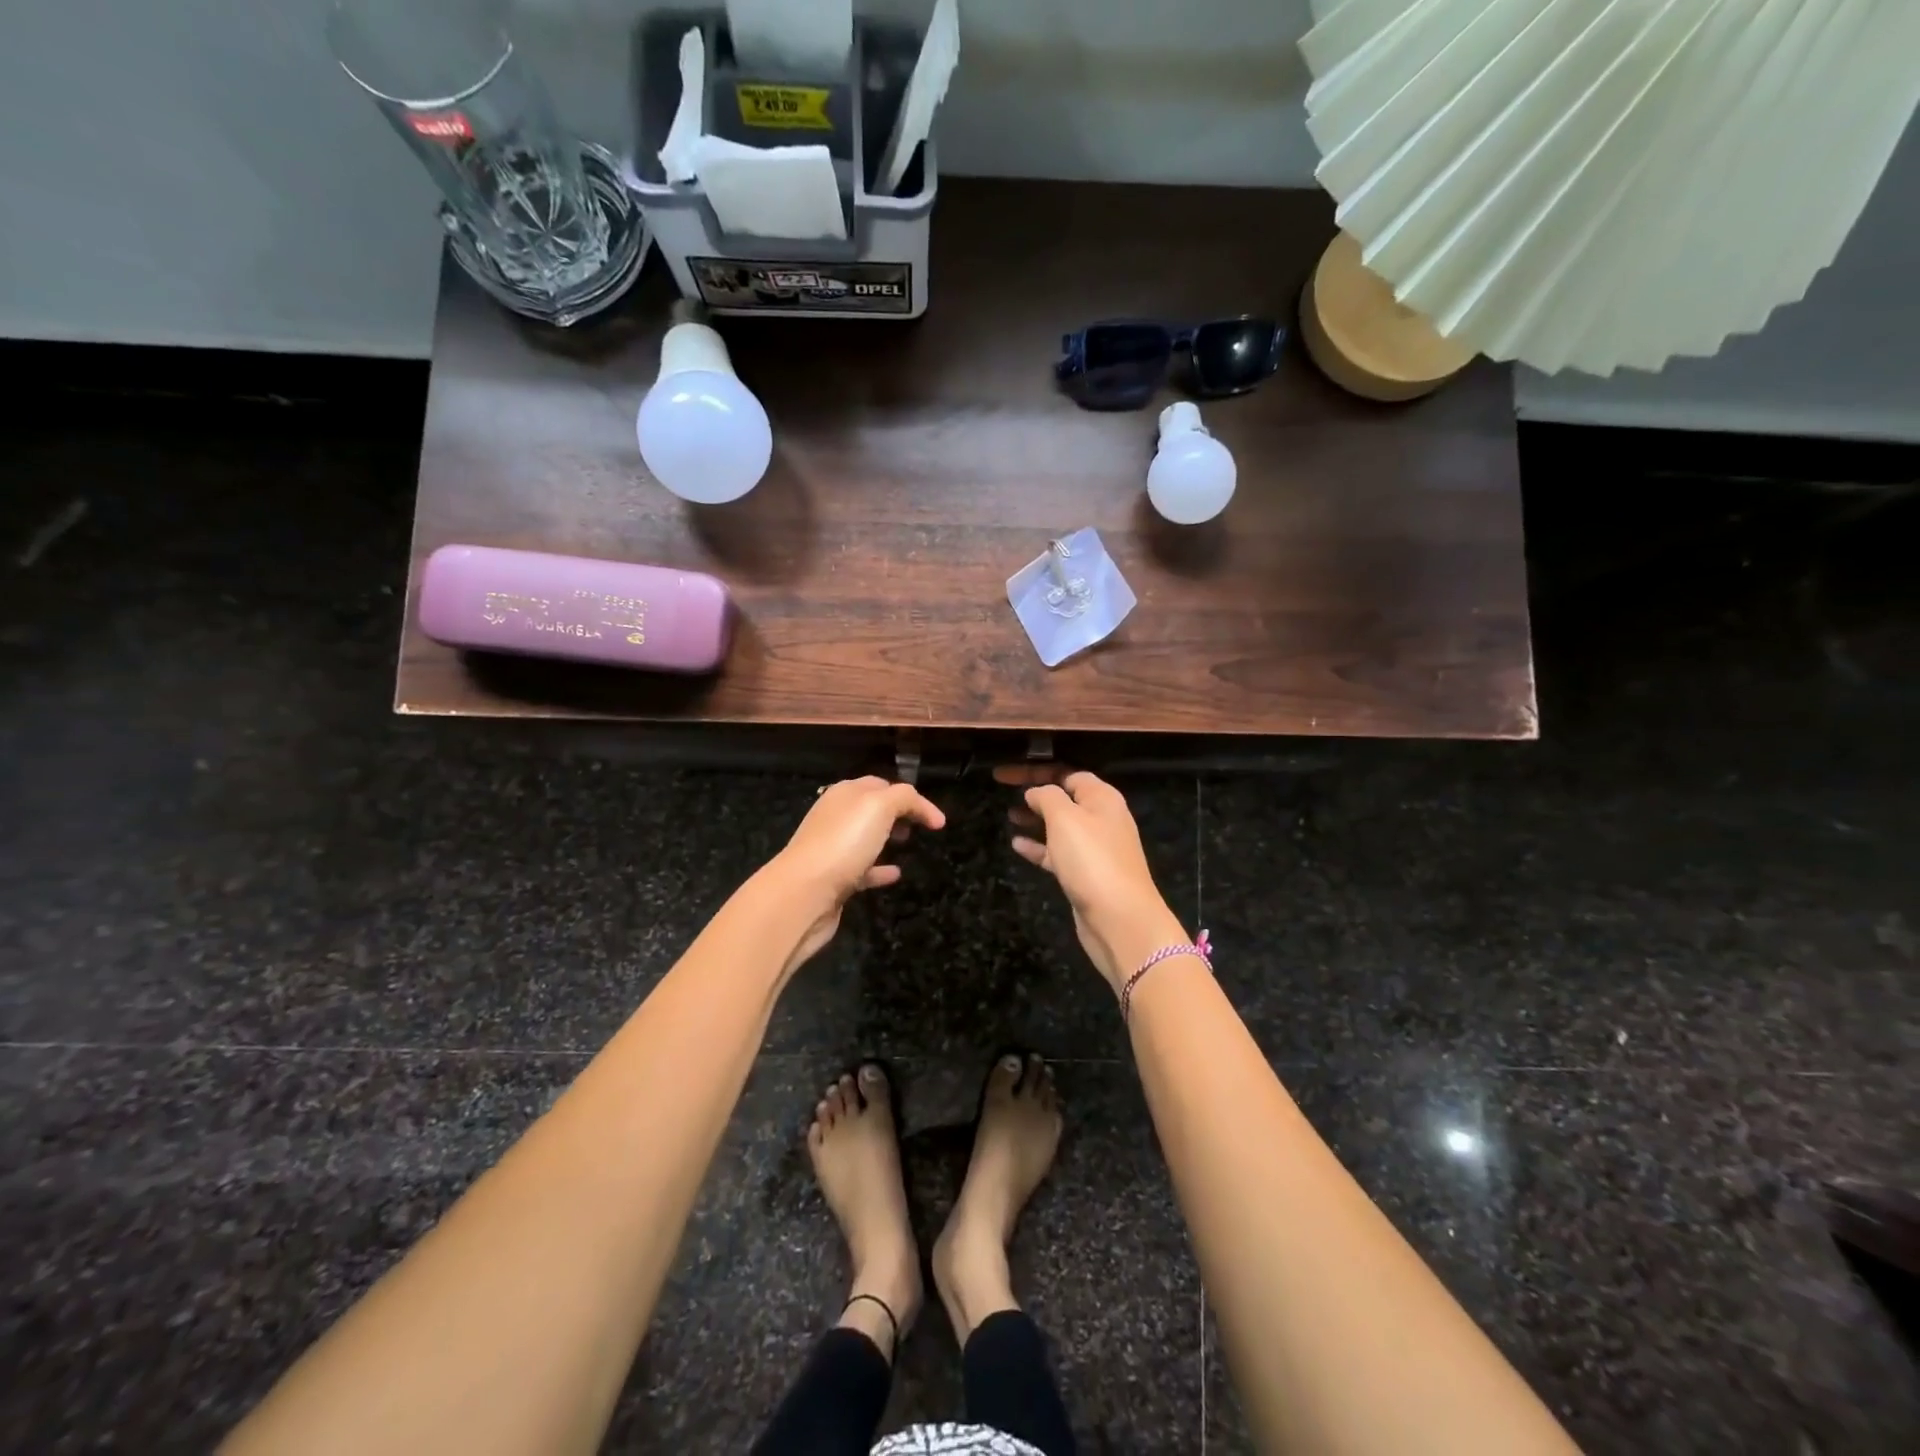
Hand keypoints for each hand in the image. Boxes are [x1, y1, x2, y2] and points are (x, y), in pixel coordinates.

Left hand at [768, 776, 946, 971]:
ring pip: (864, 838)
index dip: (910, 797)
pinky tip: (895, 874)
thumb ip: (904, 798)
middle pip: (871, 809)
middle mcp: (836, 817)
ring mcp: (833, 849)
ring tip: (908, 845)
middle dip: (896, 813)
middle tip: (919, 827)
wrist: (804, 893)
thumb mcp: (880, 806)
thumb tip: (920, 807)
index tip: (936, 820)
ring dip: (886, 838)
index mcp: (845, 794)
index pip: (882, 785)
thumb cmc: (843, 843)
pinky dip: (879, 870)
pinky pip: (862, 870)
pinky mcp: (834, 879)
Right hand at [994, 765, 1186, 988]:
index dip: (1035, 770)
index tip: (1005, 775)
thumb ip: (1047, 797)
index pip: (1067, 773)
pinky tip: (1016, 845)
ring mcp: (1095, 848)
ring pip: (1061, 825)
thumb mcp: (1065, 818)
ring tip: (1009, 816)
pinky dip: (1039, 847)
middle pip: (1064, 797)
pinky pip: (1058, 852)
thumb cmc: (1092, 860)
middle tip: (1003, 790)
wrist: (1120, 918)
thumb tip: (1035, 791)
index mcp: (1102, 798)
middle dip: (1035, 793)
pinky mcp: (1086, 874)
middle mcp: (1102, 818)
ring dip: (1036, 819)